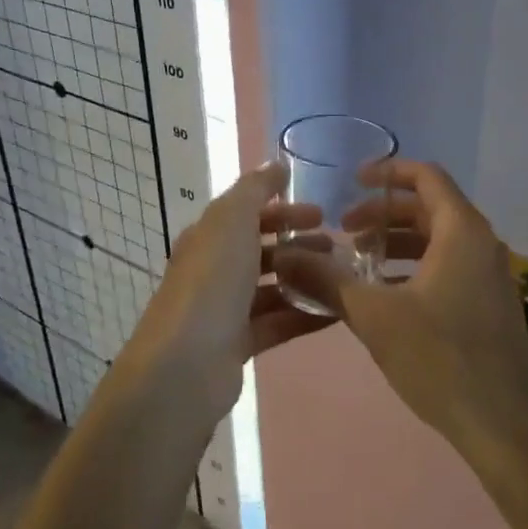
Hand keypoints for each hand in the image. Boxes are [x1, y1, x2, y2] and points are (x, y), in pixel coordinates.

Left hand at [122, 162, 329, 421]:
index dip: (282, 210)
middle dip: (298, 244)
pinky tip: (338, 311)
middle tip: (336, 245)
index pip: (247, 214)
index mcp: (208, 237)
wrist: (185, 364)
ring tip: (342, 277)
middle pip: (261, 250)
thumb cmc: (211, 281)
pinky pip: (279, 322)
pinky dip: (306, 314)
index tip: (321, 213)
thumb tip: (275, 164)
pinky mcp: (238, 345)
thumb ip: (255, 189)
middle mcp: (214, 270)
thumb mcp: (232, 219)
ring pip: (273, 287)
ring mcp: (225, 310)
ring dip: (306, 278)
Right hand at [276, 160, 527, 473]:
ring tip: (359, 263)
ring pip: (439, 240)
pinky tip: (386, 296)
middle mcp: (482, 245)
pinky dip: (415, 267)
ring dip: (397, 243)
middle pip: (430, 208)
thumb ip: (327, 280)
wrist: (504, 428)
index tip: (352, 181)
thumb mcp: (374, 316)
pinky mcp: (490, 306)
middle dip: (384, 214)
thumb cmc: (440, 359)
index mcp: (462, 232)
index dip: (388, 172)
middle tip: (345, 230)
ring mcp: (490, 277)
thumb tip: (284, 257)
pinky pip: (449, 267)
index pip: (427, 177)